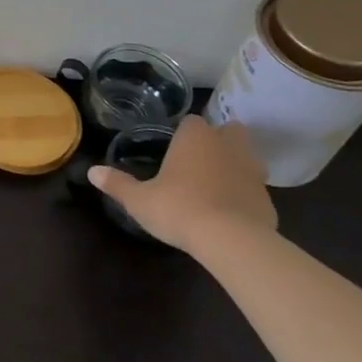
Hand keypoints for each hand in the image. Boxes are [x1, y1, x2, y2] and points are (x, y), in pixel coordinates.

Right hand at [88, 115, 276, 253]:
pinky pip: (255, 190)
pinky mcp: (268, 200)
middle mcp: (228, 146)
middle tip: (200, 160)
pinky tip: (231, 213)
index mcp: (196, 137)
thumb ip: (117, 184)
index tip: (175, 148)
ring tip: (216, 185)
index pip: (192, 121)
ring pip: (248, 159)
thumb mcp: (139, 199)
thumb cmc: (179, 208)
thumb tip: (92, 171)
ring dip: (236, 166)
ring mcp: (253, 172)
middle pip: (231, 131)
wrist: (231, 241)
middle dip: (220, 140)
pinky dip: (245, 196)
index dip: (185, 133)